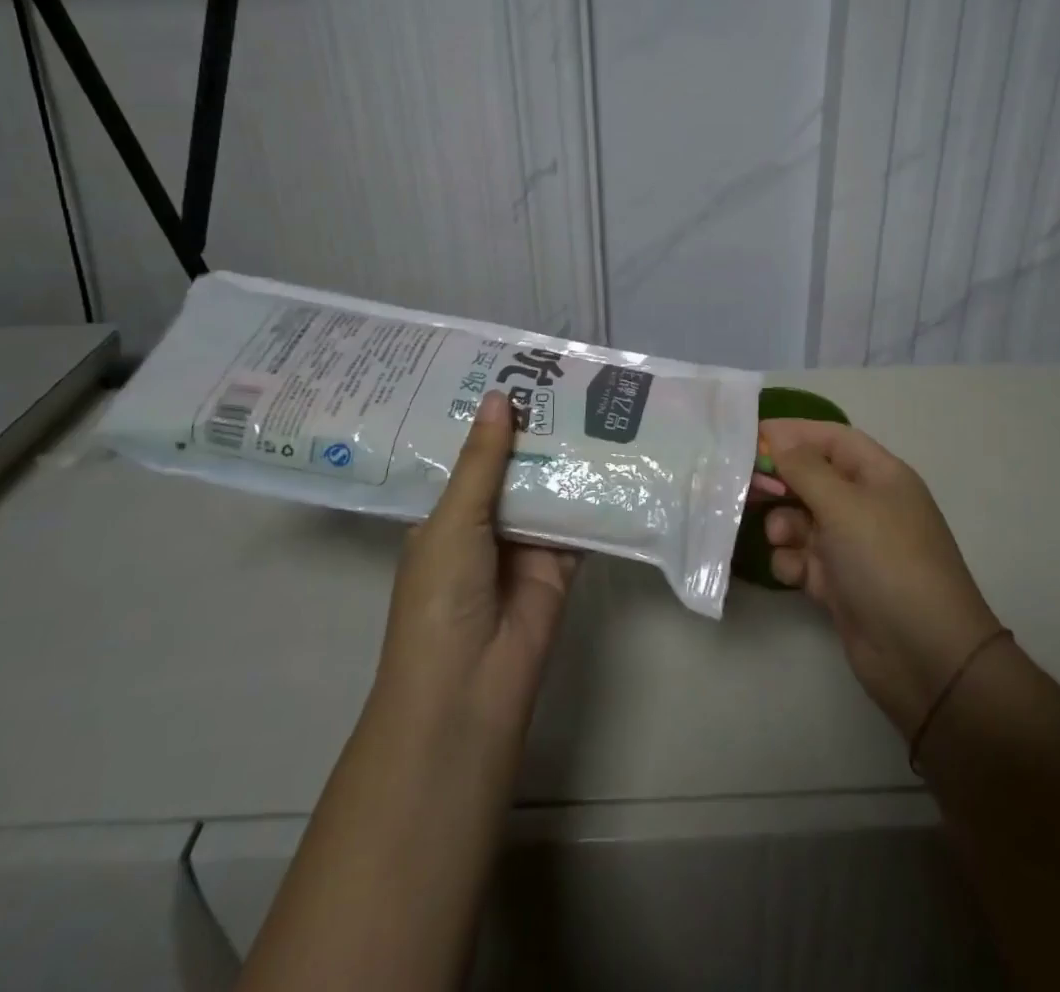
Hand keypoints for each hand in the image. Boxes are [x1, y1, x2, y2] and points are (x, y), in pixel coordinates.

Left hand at [371, 390, 578, 744]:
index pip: (471, 455)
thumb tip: (499, 396)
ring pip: (549, 488)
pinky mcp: (562, 563)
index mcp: (447, 514)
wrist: (470, 687)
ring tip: (596, 402)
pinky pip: (580, 520)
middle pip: (515, 467)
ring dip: (567, 456)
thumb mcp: (453, 521)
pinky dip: (596, 494)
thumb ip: (483, 461)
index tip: (514, 371)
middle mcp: (486, 524)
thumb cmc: (442, 596)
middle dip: (536, 430)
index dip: (490, 418)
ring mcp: (525, 544)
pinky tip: (618, 453)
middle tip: (566, 377)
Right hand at [761, 419, 1003, 740]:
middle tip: (743, 486)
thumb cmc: (886, 562)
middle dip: (780, 480)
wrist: (925, 656)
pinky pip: (805, 559)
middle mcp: (867, 506)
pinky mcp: (841, 584)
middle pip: (814, 478)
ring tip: (779, 538)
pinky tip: (793, 573)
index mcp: (880, 476)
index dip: (793, 433)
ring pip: (804, 520)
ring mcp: (854, 547)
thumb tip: (778, 438)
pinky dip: (792, 561)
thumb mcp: (844, 505)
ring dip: (783, 524)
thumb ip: (805, 468)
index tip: (750, 436)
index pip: (832, 439)